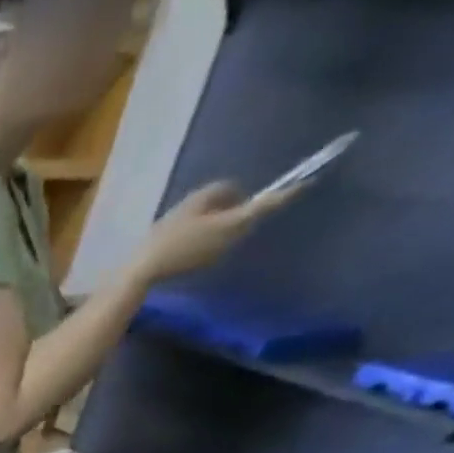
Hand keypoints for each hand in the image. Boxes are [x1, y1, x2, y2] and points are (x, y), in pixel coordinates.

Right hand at [130, 180, 298, 284]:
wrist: (145, 270)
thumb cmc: (169, 234)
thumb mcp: (193, 203)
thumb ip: (219, 191)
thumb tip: (234, 194)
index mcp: (233, 222)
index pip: (269, 203)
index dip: (289, 191)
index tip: (308, 182)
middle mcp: (233, 239)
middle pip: (248, 216)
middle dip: (246, 205)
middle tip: (225, 198)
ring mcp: (219, 253)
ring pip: (232, 228)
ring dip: (226, 218)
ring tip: (201, 215)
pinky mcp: (206, 262)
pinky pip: (218, 240)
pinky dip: (213, 231)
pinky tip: (191, 231)